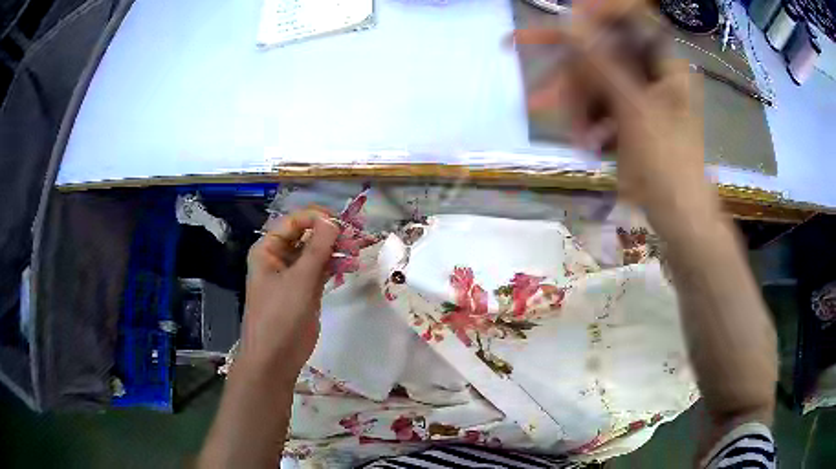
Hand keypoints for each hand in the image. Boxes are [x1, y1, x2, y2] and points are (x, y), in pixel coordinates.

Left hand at [238, 209, 339, 377]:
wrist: (275, 358)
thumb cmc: (280, 315)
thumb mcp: (299, 280)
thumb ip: (317, 248)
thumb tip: (332, 220)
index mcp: (268, 249)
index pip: (293, 222)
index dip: (315, 219)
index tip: (341, 223)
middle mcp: (279, 257)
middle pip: (305, 235)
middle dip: (328, 234)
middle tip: (355, 236)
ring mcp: (293, 275)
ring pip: (315, 253)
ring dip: (334, 249)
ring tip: (357, 248)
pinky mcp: (305, 290)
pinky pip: (320, 270)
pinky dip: (334, 265)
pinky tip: (351, 264)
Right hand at [515, 0, 715, 226]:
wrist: (680, 218)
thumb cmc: (668, 165)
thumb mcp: (634, 110)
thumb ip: (601, 63)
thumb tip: (569, 23)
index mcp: (664, 63)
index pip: (631, 14)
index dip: (598, 9)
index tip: (565, 17)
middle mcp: (651, 71)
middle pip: (602, 49)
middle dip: (571, 69)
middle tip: (525, 65)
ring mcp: (640, 93)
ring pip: (595, 80)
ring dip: (576, 104)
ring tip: (573, 136)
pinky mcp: (630, 115)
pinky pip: (600, 104)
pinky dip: (588, 121)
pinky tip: (587, 143)